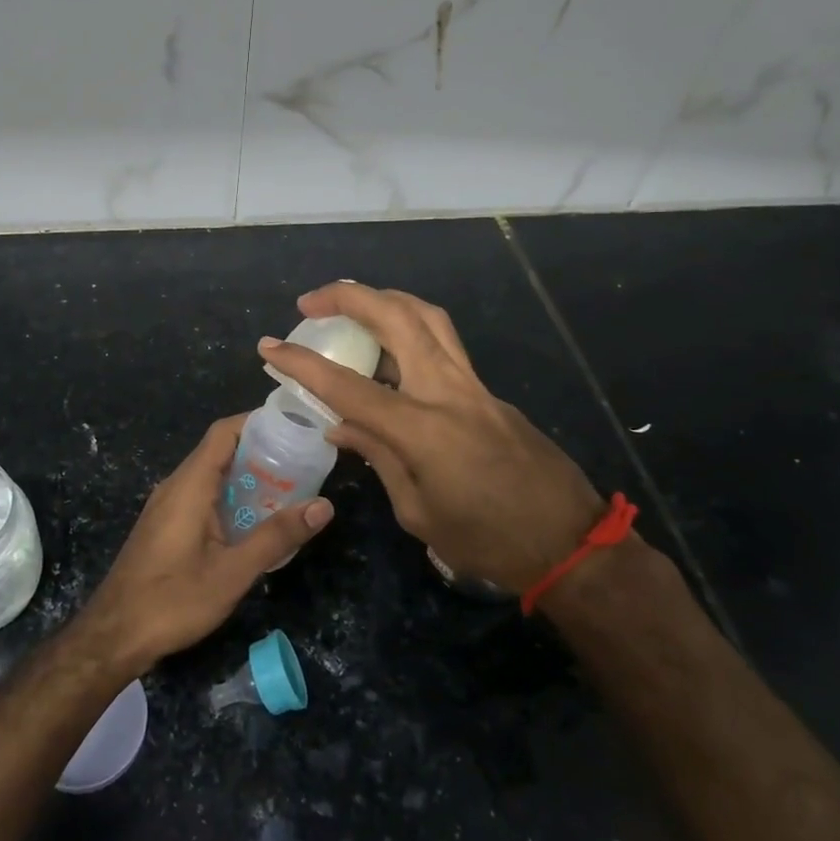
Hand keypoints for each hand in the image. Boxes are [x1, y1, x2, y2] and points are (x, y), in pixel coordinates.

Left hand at [80, 414, 333, 668]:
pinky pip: (202, 497)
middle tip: (302, 466)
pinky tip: (253, 523)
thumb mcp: (233, 572)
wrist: (114, 636)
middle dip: (261, 454)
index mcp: (189, 484)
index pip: (224, 432)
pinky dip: (230, 498)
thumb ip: (277, 536)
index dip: (258, 423)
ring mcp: (167, 506)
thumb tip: (324, 505)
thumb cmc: (173, 601)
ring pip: (211, 476)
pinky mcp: (165, 526)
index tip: (294, 430)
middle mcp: (176, 485)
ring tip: (287, 492)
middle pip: (220, 451)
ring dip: (247, 478)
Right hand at [260, 283, 607, 595]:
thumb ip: (378, 458)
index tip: (269, 348)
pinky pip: (443, 345)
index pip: (347, 386)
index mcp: (422, 429)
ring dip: (385, 300)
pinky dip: (410, 332)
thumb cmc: (488, 541)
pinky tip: (391, 356)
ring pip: (428, 317)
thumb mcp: (418, 511)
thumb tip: (341, 425)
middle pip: (397, 318)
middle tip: (311, 302)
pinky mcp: (489, 391)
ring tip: (353, 307)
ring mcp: (474, 386)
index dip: (302, 365)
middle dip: (349, 297)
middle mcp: (447, 391)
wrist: (570, 543)